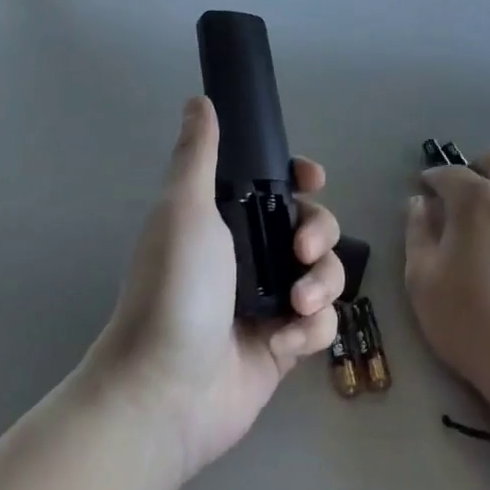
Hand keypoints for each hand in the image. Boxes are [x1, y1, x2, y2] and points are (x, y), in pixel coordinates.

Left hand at [86, 96, 345, 479]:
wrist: (166, 391)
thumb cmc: (175, 289)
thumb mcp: (184, 210)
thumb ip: (198, 153)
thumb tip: (198, 99)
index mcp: (225, 220)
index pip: (275, 186)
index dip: (300, 179)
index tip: (312, 179)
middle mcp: (249, 255)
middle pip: (310, 225)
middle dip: (318, 232)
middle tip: (300, 252)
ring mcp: (269, 300)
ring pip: (324, 272)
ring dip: (321, 283)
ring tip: (297, 304)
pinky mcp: (283, 344)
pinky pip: (321, 322)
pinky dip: (311, 328)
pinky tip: (285, 341)